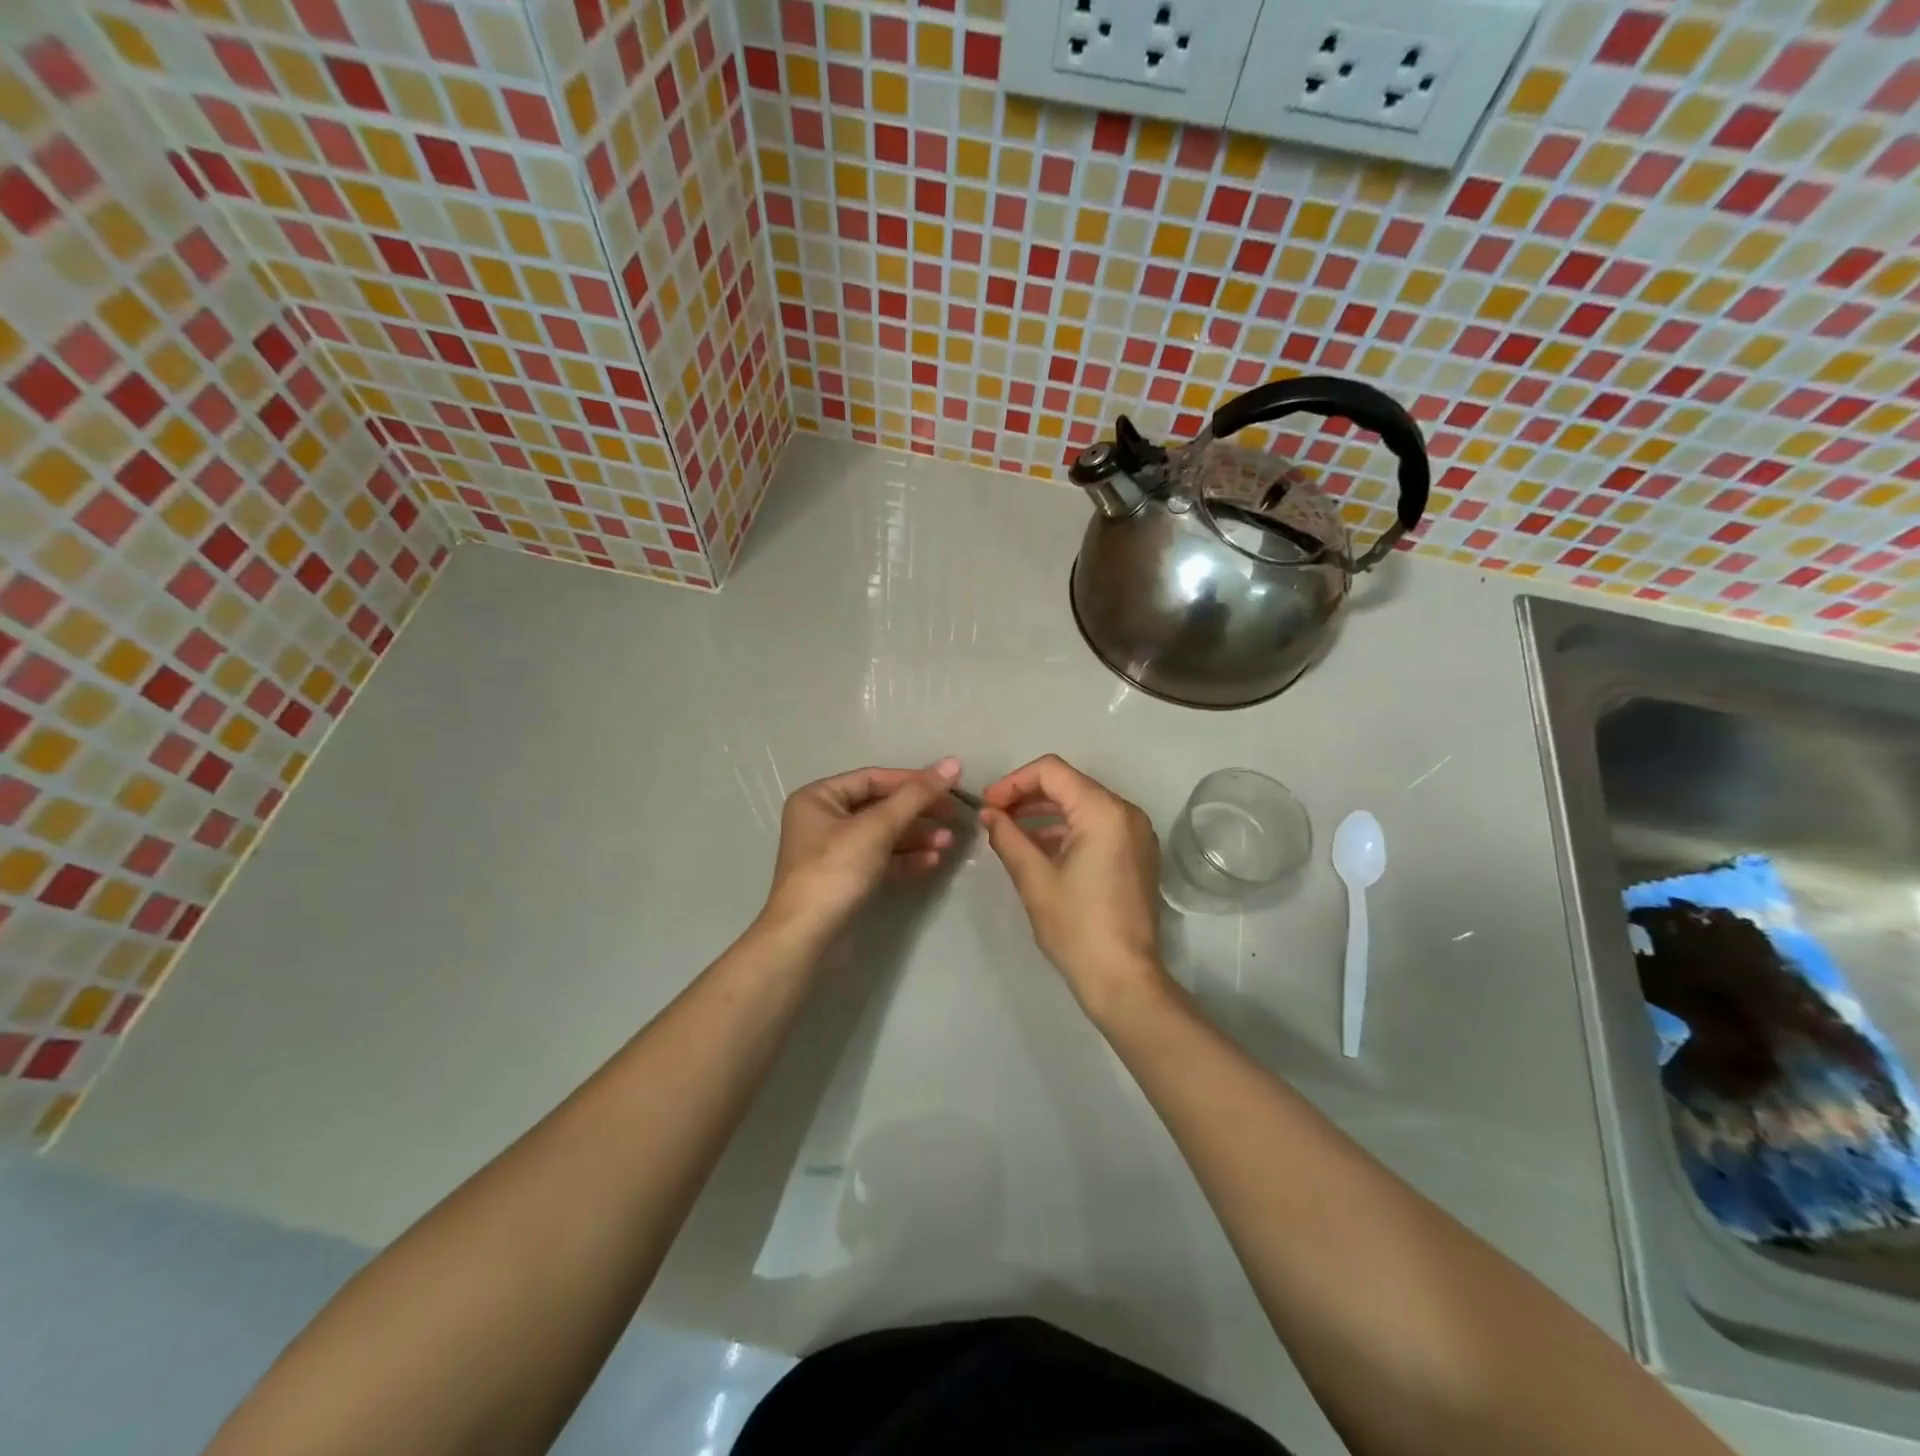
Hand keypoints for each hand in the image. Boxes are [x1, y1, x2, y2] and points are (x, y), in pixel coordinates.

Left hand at [760, 759, 962, 941]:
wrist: (807, 938)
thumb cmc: (836, 870)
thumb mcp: (877, 827)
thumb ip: (916, 795)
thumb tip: (953, 763)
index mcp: (819, 797)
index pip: (874, 779)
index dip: (913, 780)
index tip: (951, 786)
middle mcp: (823, 819)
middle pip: (881, 806)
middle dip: (918, 813)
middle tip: (955, 817)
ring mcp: (834, 851)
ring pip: (884, 834)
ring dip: (917, 836)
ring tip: (949, 842)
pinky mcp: (846, 878)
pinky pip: (881, 859)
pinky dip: (906, 858)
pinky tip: (933, 862)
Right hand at [978, 755, 1170, 1020]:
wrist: (1124, 978)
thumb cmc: (1077, 927)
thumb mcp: (1034, 878)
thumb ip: (1008, 836)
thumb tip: (988, 813)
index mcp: (1103, 811)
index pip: (1051, 771)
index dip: (1013, 782)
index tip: (987, 806)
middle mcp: (1126, 812)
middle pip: (1069, 784)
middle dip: (1027, 795)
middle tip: (993, 816)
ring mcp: (1136, 833)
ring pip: (1083, 804)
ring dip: (1045, 812)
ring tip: (1010, 831)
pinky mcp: (1137, 853)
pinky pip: (1098, 825)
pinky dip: (1067, 828)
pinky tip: (1039, 847)